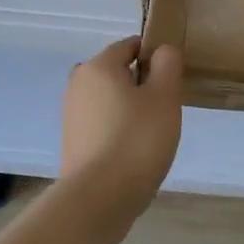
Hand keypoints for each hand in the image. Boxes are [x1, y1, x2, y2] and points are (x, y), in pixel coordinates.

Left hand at [60, 37, 183, 217]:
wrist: (99, 198)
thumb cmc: (137, 140)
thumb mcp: (165, 97)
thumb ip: (167, 65)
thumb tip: (161, 51)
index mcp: (98, 66)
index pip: (130, 46)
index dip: (155, 58)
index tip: (172, 83)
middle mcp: (78, 84)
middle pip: (117, 73)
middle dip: (141, 86)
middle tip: (164, 111)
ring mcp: (71, 114)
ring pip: (109, 100)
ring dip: (130, 110)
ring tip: (151, 136)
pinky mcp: (72, 142)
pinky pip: (101, 124)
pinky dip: (117, 131)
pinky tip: (132, 153)